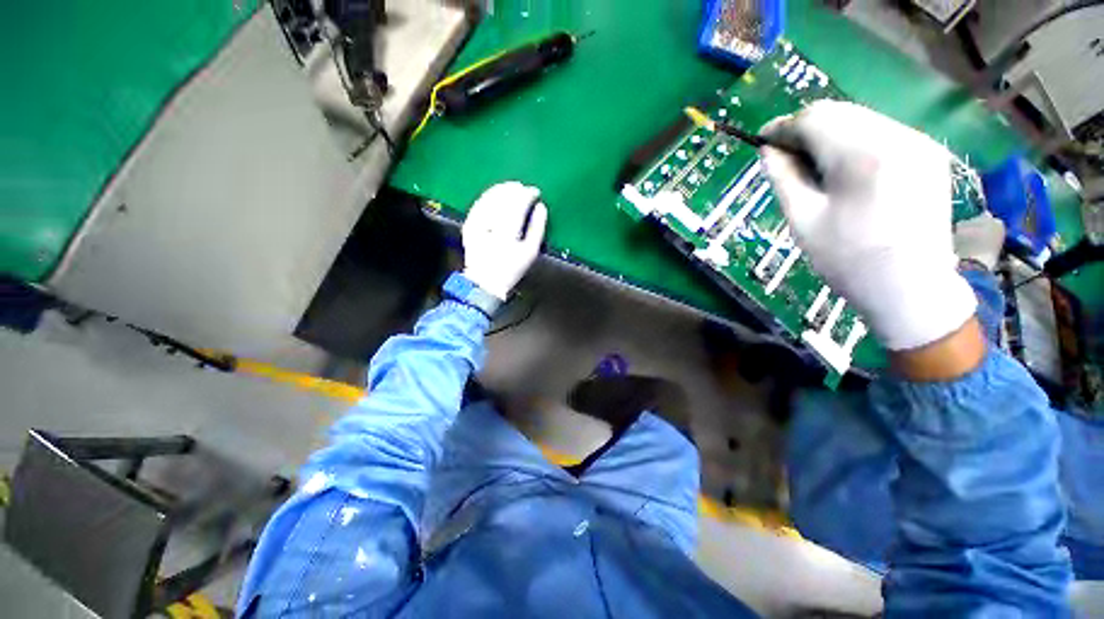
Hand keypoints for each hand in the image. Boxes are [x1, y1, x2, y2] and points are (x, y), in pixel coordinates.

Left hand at [462, 181, 547, 300]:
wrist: (485, 281)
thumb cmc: (512, 268)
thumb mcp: (530, 252)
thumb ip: (538, 228)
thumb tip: (541, 207)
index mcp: (507, 233)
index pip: (518, 205)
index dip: (527, 195)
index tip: (535, 192)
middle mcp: (490, 226)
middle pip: (502, 199)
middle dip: (514, 190)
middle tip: (523, 188)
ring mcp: (476, 225)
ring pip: (489, 199)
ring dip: (501, 189)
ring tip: (511, 187)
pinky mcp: (468, 225)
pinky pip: (478, 205)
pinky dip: (488, 196)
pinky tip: (495, 194)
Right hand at [760, 100, 976, 352]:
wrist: (912, 289)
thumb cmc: (849, 261)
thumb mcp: (803, 221)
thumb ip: (784, 178)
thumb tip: (768, 150)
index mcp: (865, 156)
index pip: (816, 118)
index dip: (784, 127)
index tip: (762, 142)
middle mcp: (899, 137)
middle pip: (840, 113)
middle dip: (805, 130)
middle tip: (783, 157)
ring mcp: (920, 143)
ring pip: (860, 120)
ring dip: (829, 137)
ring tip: (811, 168)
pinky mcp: (929, 154)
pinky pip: (880, 134)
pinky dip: (853, 144)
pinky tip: (842, 171)